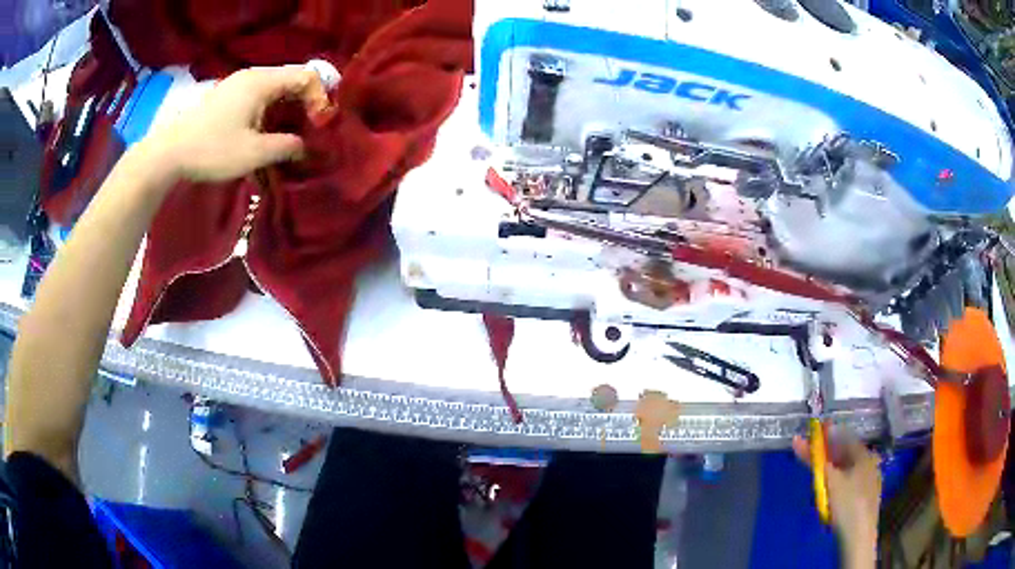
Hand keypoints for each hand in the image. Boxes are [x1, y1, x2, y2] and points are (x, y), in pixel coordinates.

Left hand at [142, 66, 329, 182]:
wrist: (169, 154)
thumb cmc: (212, 150)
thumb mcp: (253, 153)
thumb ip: (285, 147)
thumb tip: (305, 146)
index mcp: (261, 81)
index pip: (306, 76)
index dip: (319, 98)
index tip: (318, 126)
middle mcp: (252, 76)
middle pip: (291, 81)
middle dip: (304, 105)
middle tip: (308, 133)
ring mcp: (237, 85)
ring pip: (274, 91)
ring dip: (286, 112)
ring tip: (288, 138)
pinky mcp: (227, 97)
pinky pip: (258, 98)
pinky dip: (269, 113)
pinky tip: (265, 136)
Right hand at [793, 432, 880, 567]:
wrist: (858, 536)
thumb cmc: (847, 503)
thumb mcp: (830, 481)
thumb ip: (816, 461)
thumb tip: (801, 440)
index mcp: (865, 455)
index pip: (845, 437)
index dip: (828, 435)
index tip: (813, 436)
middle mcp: (870, 463)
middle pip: (846, 454)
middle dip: (828, 454)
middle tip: (811, 458)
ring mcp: (869, 481)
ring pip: (847, 470)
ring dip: (831, 470)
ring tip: (817, 477)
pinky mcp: (865, 498)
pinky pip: (850, 483)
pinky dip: (837, 482)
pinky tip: (829, 493)